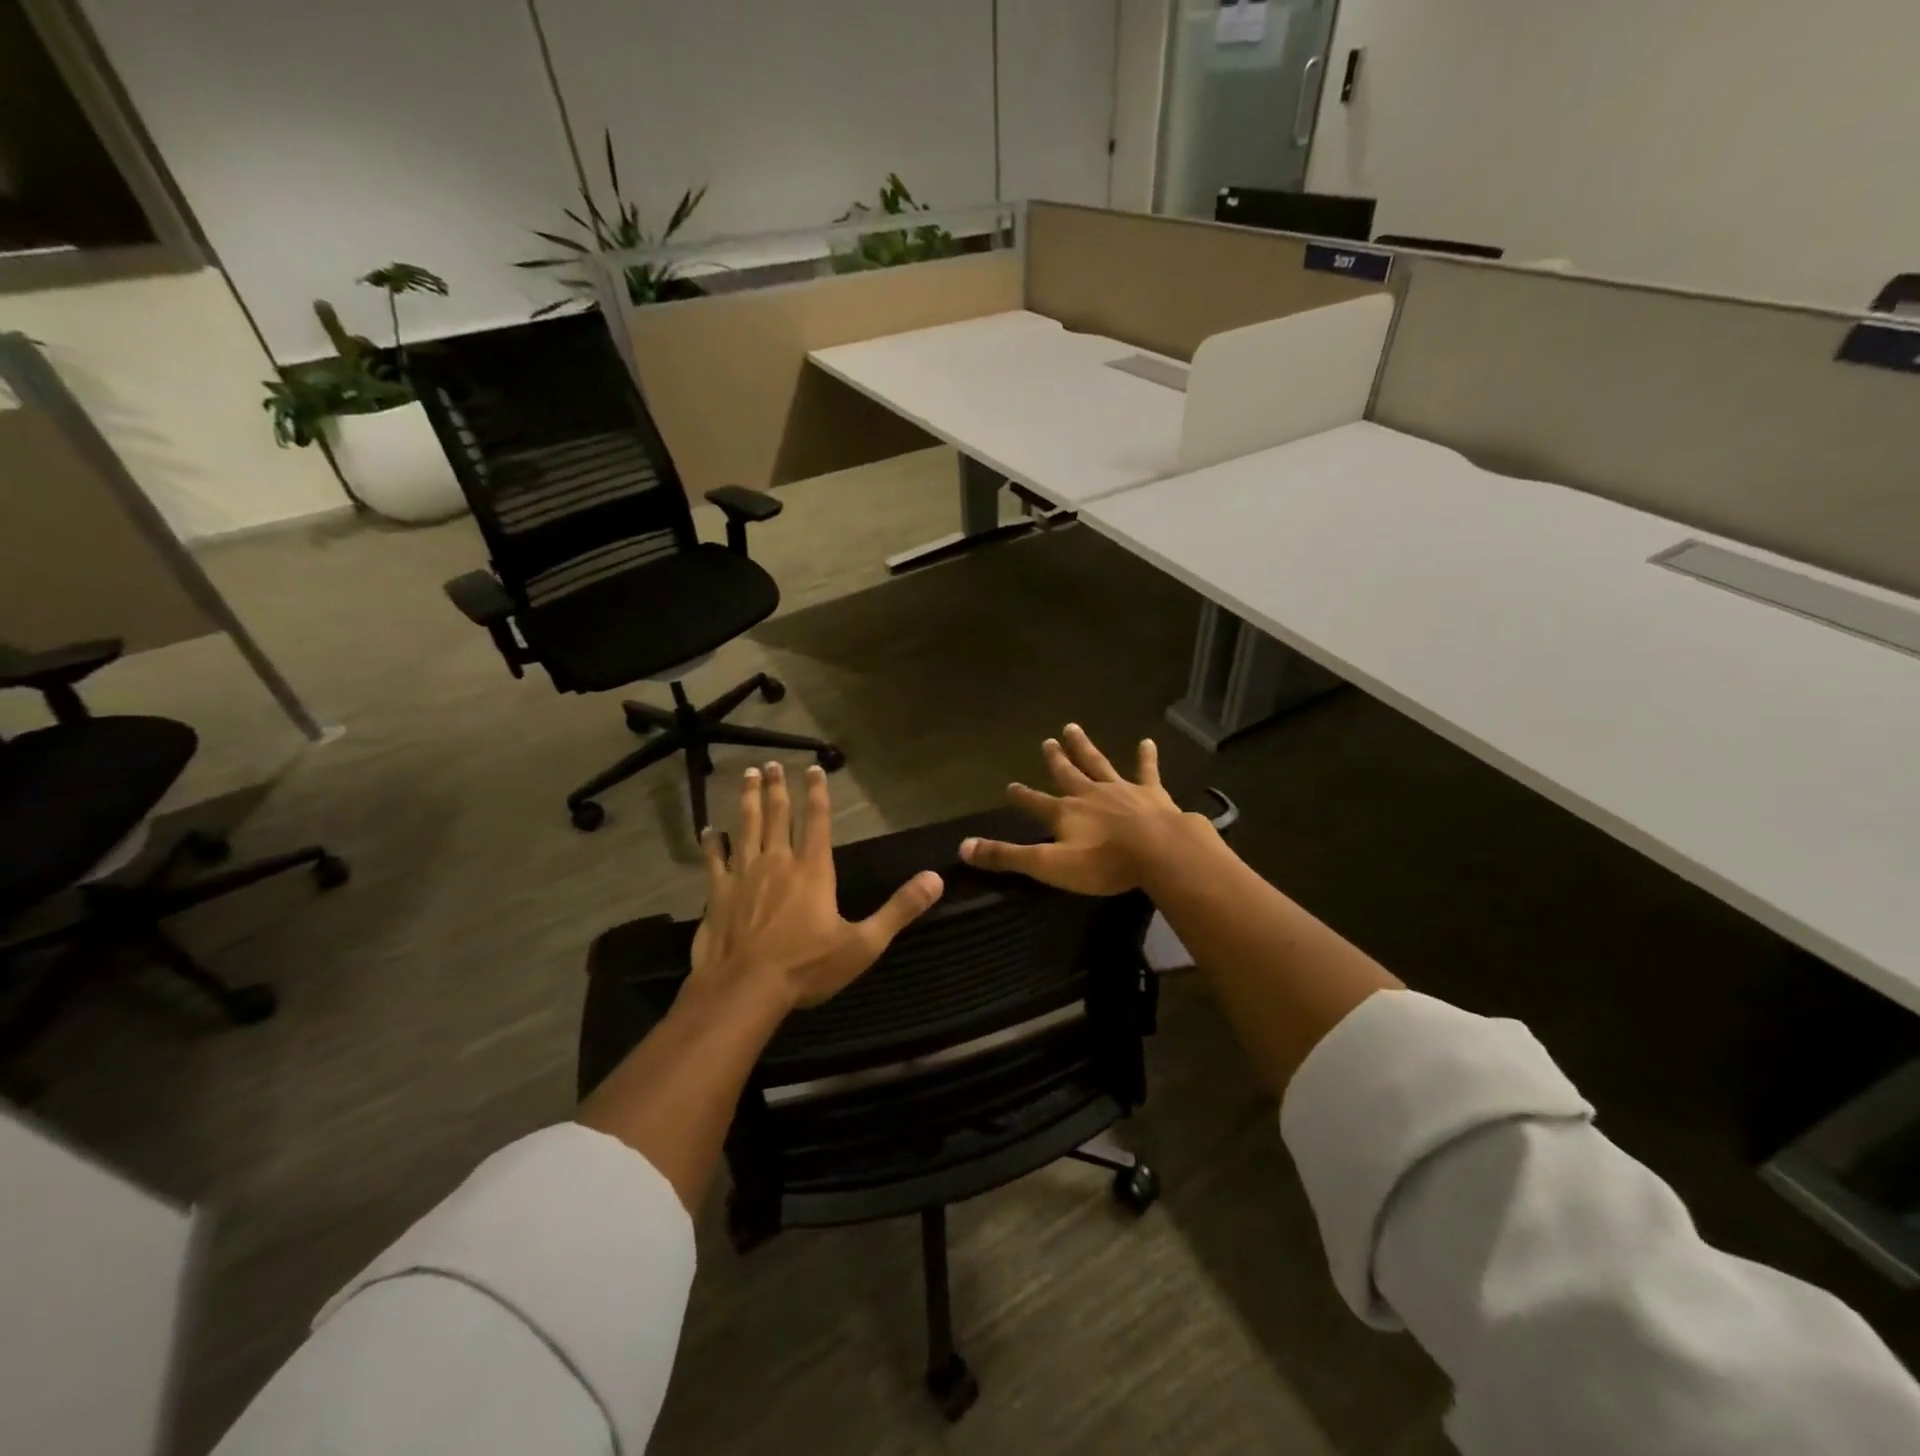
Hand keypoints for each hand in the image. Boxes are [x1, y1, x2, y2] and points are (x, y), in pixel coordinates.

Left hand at [692, 762, 943, 1008]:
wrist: (745, 989)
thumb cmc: (807, 967)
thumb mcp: (864, 943)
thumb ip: (899, 910)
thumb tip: (936, 879)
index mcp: (813, 870)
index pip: (817, 821)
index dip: (817, 793)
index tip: (814, 768)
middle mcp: (778, 862)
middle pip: (777, 815)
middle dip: (776, 787)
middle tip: (771, 763)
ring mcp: (744, 875)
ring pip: (746, 827)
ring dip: (747, 800)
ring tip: (747, 776)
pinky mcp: (718, 894)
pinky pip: (714, 860)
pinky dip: (712, 843)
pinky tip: (708, 829)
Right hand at [958, 724, 1195, 894]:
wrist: (1159, 851)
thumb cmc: (1103, 863)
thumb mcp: (1048, 865)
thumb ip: (1007, 856)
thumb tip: (963, 847)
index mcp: (1064, 813)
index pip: (1034, 803)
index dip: (1021, 797)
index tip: (1009, 786)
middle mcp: (1089, 794)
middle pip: (1067, 773)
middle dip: (1055, 759)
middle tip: (1047, 741)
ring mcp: (1121, 790)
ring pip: (1098, 763)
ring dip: (1085, 747)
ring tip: (1073, 728)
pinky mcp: (1151, 793)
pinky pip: (1146, 771)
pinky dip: (1146, 757)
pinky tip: (1147, 741)